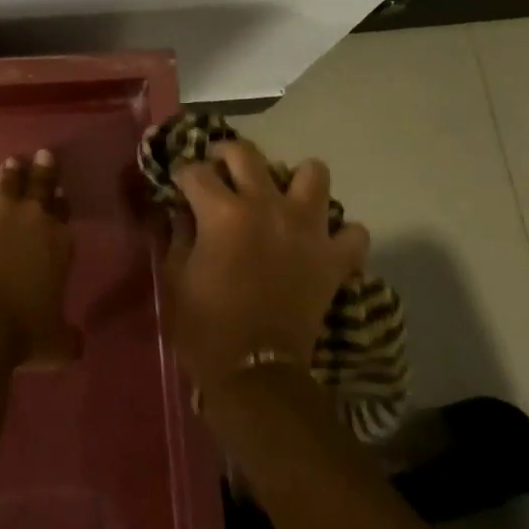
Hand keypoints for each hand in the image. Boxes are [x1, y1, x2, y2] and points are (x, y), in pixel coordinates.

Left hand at [0, 149, 79, 368]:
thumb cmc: (20, 332)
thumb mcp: (55, 343)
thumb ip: (67, 336)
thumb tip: (78, 344)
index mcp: (58, 240)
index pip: (63, 211)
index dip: (61, 202)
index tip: (60, 193)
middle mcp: (30, 215)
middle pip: (40, 183)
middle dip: (43, 169)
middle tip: (43, 155)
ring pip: (7, 182)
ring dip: (11, 174)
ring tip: (12, 164)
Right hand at [161, 138, 368, 392]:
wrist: (255, 374)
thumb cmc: (205, 325)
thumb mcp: (175, 276)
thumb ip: (178, 233)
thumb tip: (183, 210)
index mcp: (222, 211)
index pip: (195, 171)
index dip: (182, 176)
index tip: (179, 186)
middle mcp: (266, 206)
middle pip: (247, 153)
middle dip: (226, 153)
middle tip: (220, 168)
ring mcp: (307, 229)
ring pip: (313, 173)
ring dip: (296, 179)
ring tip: (282, 196)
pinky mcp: (334, 258)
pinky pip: (352, 232)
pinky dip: (338, 234)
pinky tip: (320, 242)